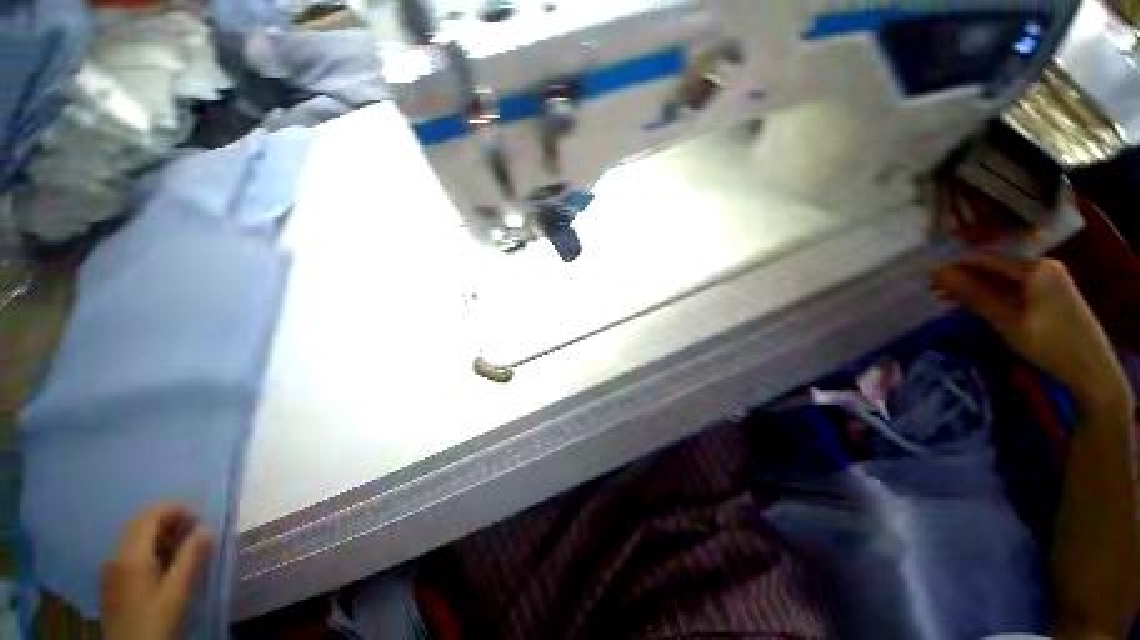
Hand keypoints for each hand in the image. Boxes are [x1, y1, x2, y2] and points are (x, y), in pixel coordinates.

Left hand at [101, 504, 212, 639]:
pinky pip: (131, 552)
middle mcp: (117, 555)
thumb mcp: (177, 593)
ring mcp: (112, 568)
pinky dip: (151, 549)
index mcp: (132, 555)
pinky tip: (164, 565)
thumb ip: (191, 558)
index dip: (175, 510)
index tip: (198, 520)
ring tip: (184, 549)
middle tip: (194, 533)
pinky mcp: (113, 580)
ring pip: (135, 538)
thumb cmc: (156, 621)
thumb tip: (207, 529)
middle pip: (140, 524)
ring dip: (161, 535)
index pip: (150, 516)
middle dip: (168, 522)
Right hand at [932, 257, 1132, 413]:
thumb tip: (940, 274)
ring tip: (950, 300)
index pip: (985, 261)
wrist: (1092, 369)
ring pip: (1004, 280)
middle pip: (995, 269)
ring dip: (978, 288)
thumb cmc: (1048, 344)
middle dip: (964, 280)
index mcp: (1034, 268)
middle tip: (934, 293)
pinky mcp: (1052, 294)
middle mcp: (1043, 267)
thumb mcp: (1006, 320)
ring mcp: (1050, 280)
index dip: (954, 269)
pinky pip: (1016, 288)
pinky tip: (979, 304)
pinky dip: (995, 295)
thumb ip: (974, 294)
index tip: (928, 281)